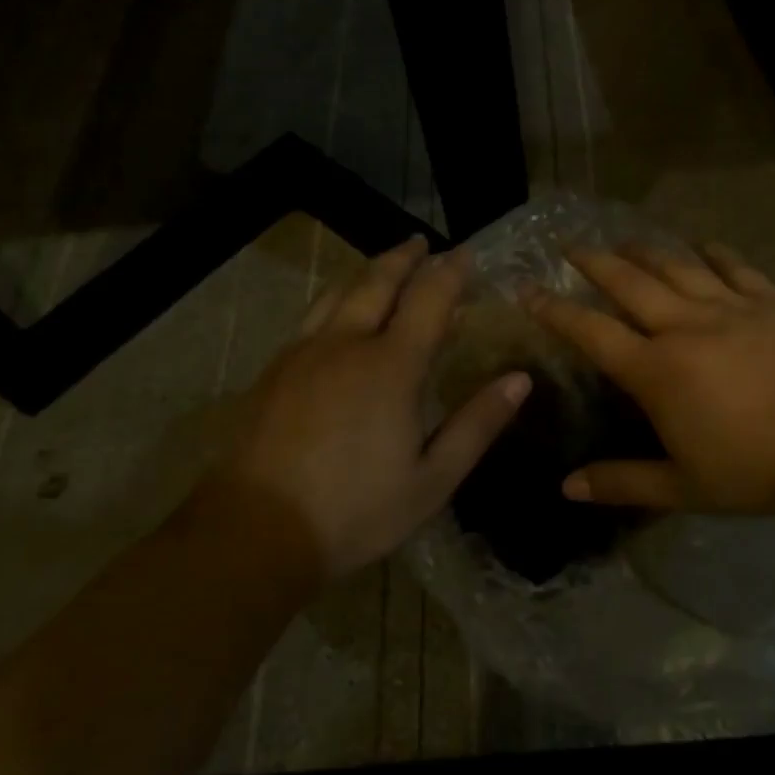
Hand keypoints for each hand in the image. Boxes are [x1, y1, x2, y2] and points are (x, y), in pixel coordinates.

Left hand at [200, 236, 531, 580]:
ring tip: (384, 264)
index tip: (466, 254)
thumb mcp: (433, 479)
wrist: (255, 531)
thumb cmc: (356, 510)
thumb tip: (520, 380)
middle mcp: (347, 344)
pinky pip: (312, 316)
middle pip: (378, 282)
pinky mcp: (275, 369)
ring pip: (339, 293)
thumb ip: (478, 424)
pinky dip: (337, 298)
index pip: (429, 299)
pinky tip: (337, 312)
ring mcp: (304, 353)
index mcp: (391, 366)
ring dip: (368, 271)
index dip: (450, 272)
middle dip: (405, 258)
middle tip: (422, 243)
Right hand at [521, 242, 774, 513]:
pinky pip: (733, 266)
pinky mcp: (770, 300)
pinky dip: (713, 252)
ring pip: (676, 266)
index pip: (591, 332)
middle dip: (593, 261)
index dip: (555, 310)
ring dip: (645, 251)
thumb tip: (566, 488)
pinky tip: (702, 245)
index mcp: (656, 370)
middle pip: (628, 282)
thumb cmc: (759, 467)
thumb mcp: (685, 487)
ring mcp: (729, 306)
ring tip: (624, 241)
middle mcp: (683, 326)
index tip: (528, 290)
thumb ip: (622, 483)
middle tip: (569, 244)